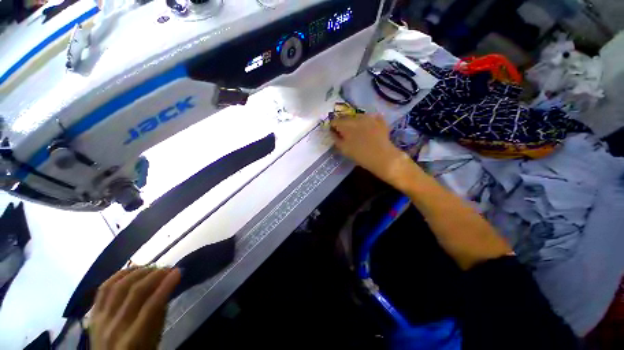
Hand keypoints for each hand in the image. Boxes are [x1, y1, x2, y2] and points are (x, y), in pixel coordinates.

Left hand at [89, 267, 180, 349]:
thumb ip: (159, 314)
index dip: (166, 286)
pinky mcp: (93, 314)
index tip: (178, 271)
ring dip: (138, 273)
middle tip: (167, 268)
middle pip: (135, 293)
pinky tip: (130, 270)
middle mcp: (115, 327)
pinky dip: (118, 276)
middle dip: (154, 275)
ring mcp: (101, 320)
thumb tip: (167, 287)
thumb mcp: (154, 340)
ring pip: (118, 287)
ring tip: (151, 267)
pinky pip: (103, 289)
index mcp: (134, 339)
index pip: (152, 306)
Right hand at [331, 114, 407, 184]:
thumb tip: (332, 132)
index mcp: (346, 125)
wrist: (382, 157)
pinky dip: (368, 121)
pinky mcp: (380, 121)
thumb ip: (336, 139)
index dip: (333, 127)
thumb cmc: (360, 155)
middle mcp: (357, 118)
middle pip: (346, 117)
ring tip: (357, 131)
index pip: (335, 121)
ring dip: (355, 122)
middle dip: (343, 124)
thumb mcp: (344, 149)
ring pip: (358, 116)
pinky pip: (371, 117)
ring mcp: (369, 118)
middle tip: (345, 133)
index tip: (334, 133)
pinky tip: (369, 127)